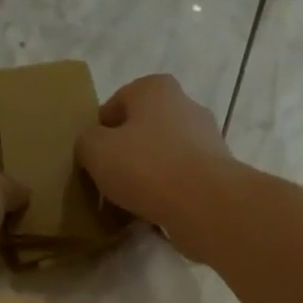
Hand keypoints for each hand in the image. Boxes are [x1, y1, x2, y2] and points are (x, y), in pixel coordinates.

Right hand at [75, 75, 233, 240]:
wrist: (205, 204)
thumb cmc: (146, 167)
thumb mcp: (96, 150)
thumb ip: (86, 142)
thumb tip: (93, 147)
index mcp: (155, 88)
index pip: (114, 106)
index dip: (98, 134)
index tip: (92, 162)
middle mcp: (184, 104)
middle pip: (141, 131)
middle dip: (125, 155)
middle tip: (108, 184)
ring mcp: (205, 138)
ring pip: (162, 157)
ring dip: (146, 177)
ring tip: (130, 204)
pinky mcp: (216, 171)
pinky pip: (180, 180)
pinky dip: (166, 193)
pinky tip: (154, 213)